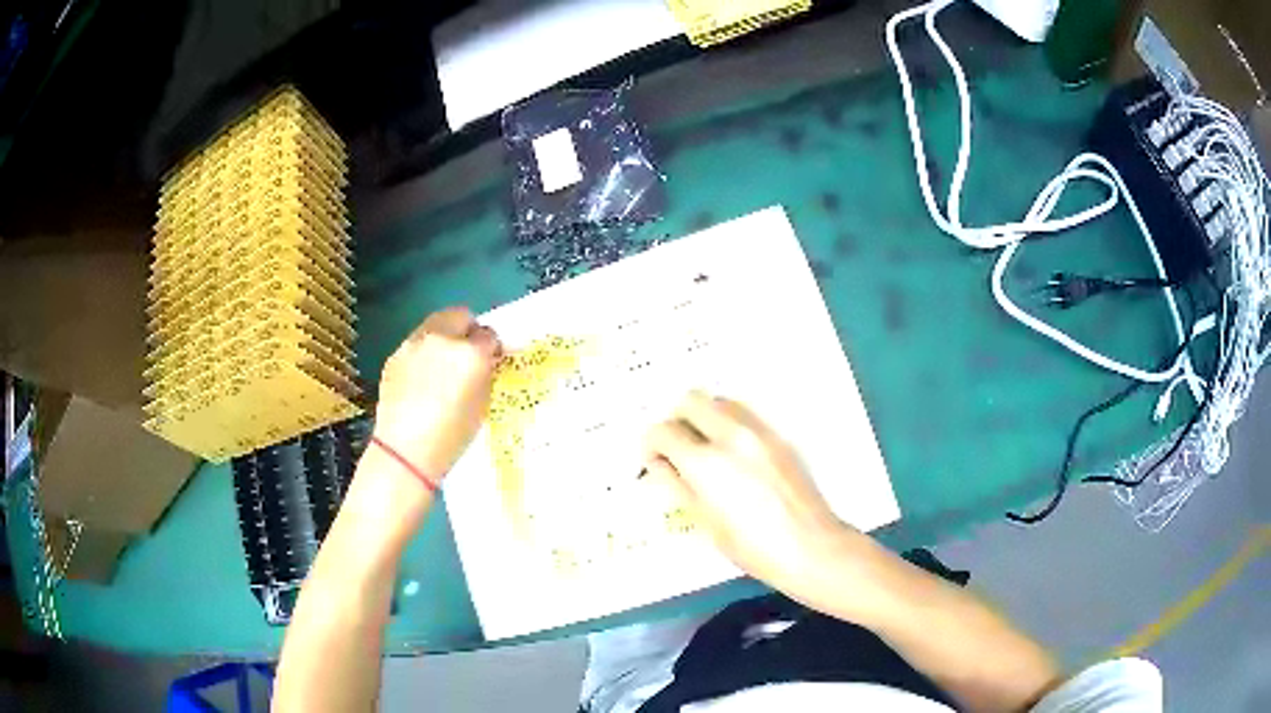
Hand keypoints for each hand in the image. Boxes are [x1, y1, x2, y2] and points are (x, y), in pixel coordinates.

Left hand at [372, 307, 501, 479]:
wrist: (405, 451)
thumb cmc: (452, 435)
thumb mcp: (482, 404)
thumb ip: (485, 373)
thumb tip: (484, 360)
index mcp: (470, 353)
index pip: (489, 335)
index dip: (491, 348)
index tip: (490, 361)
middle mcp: (442, 339)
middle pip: (460, 315)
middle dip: (467, 330)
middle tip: (468, 354)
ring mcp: (414, 344)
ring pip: (435, 325)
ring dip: (443, 338)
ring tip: (442, 367)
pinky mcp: (395, 355)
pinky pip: (416, 344)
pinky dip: (423, 354)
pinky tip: (420, 380)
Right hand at [644, 391, 865, 603]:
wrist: (810, 546)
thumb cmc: (752, 546)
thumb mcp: (705, 521)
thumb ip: (677, 485)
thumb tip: (659, 464)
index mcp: (706, 462)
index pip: (663, 430)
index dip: (651, 445)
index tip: (655, 461)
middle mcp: (731, 435)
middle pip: (691, 399)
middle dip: (676, 419)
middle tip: (678, 447)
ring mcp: (760, 432)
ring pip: (720, 400)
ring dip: (705, 416)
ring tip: (707, 448)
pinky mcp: (780, 436)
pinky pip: (746, 414)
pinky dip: (730, 424)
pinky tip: (736, 455)